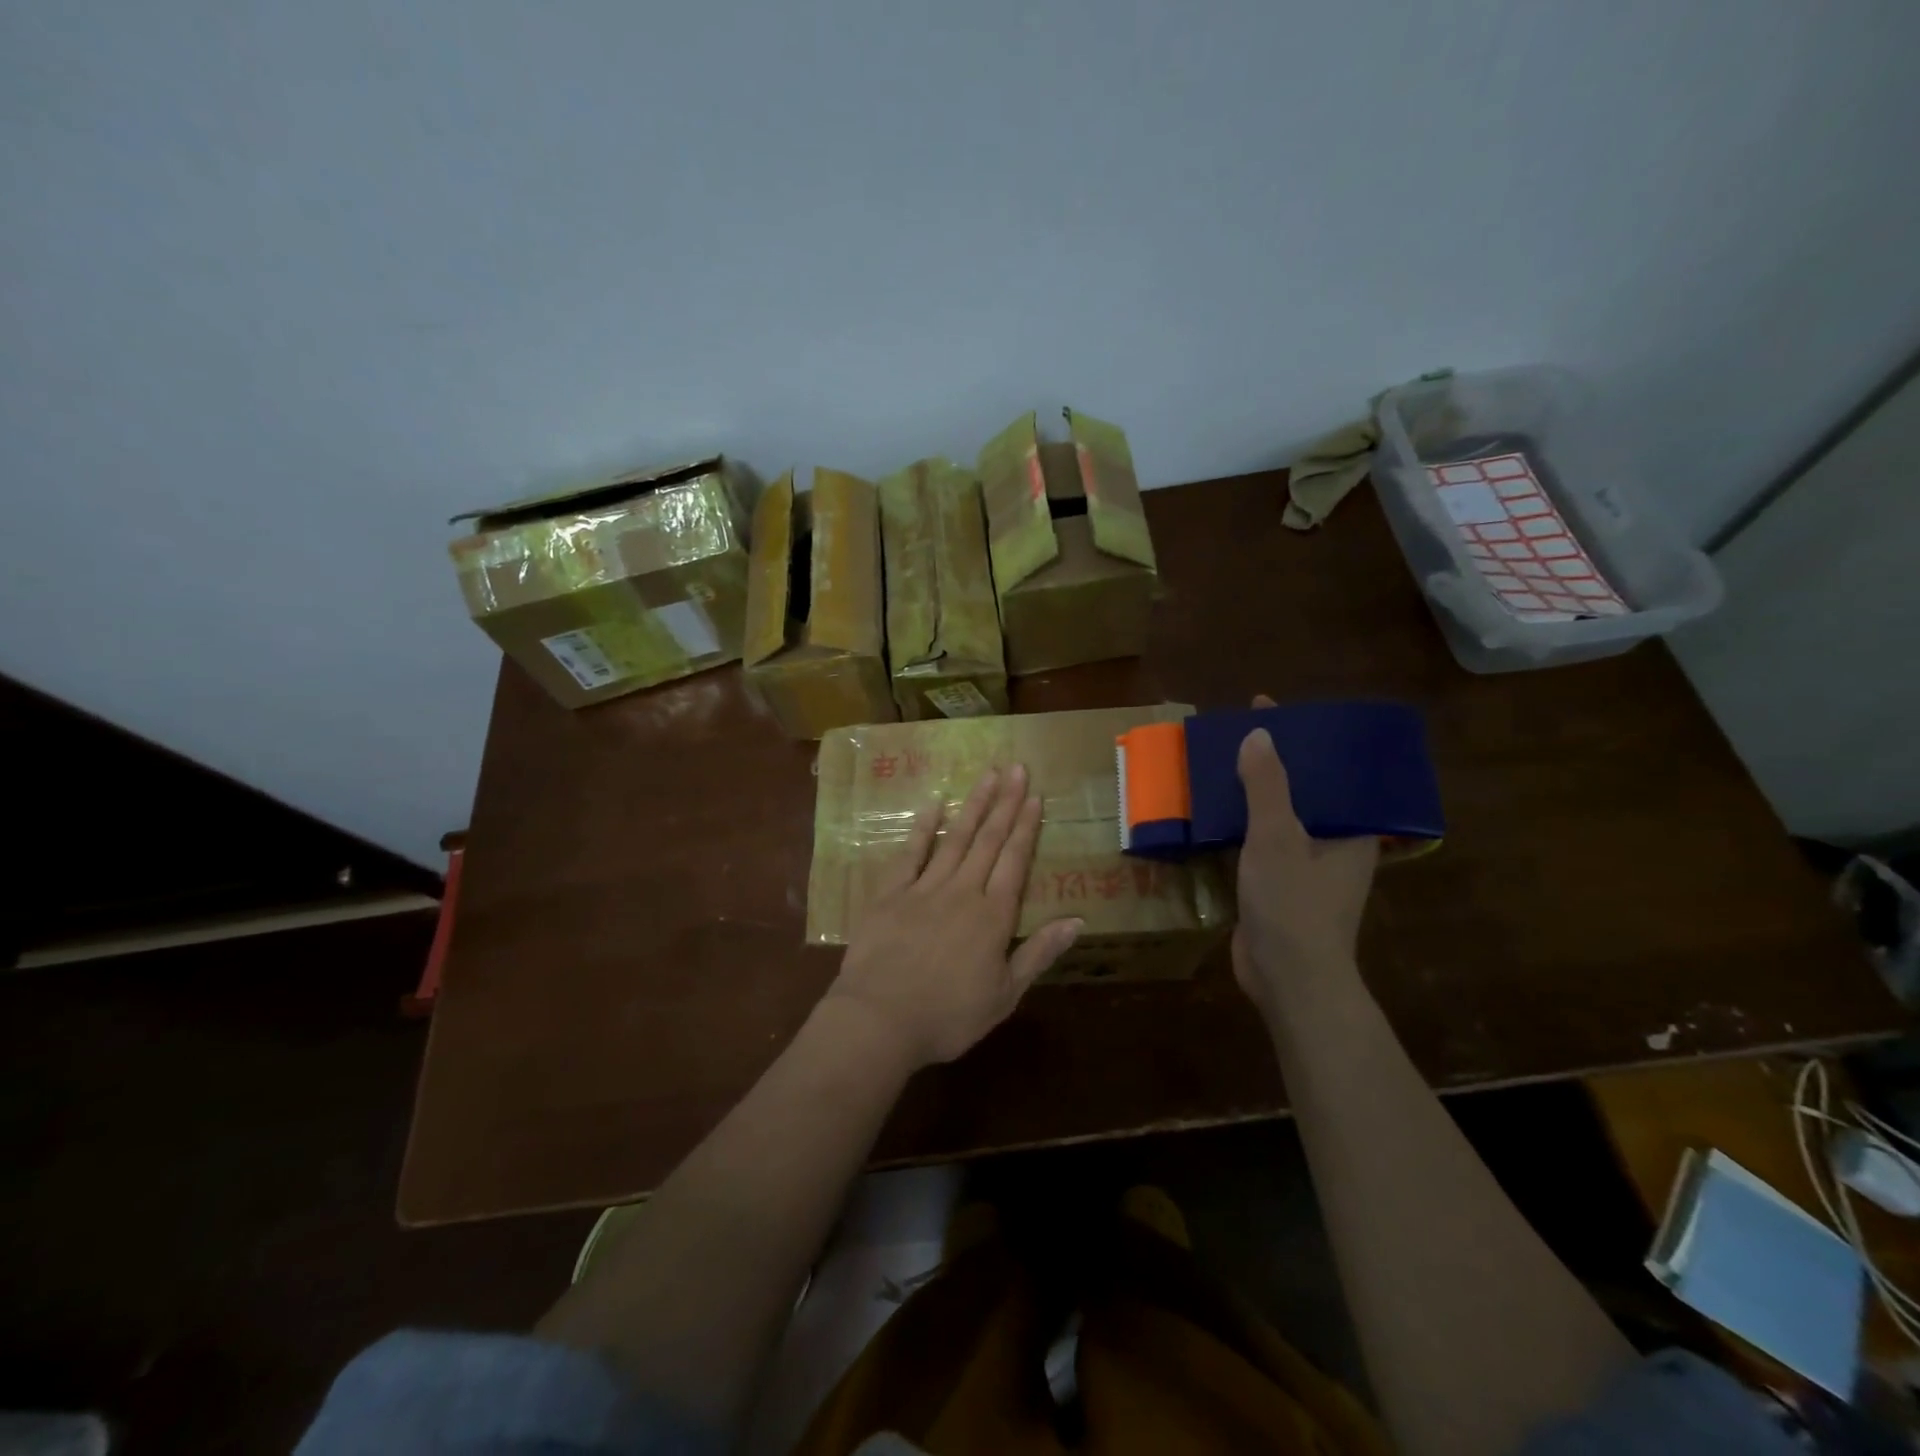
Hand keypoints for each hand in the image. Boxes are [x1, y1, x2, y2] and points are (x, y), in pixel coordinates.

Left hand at [825, 765, 1082, 1068]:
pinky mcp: (891, 893)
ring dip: (973, 805)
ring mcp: (924, 888)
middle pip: (988, 840)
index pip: (1015, 861)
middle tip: (1017, 768)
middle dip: (1005, 803)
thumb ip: (1039, 953)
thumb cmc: (948, 1016)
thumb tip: (1077, 920)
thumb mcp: (1005, 995)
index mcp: (992, 916)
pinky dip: (923, 827)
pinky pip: (911, 853)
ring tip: (988, 775)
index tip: (1035, 796)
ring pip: (955, 838)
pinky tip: (933, 803)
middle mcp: (962, 891)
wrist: (880, 1019)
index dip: (1026, 827)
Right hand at [1232, 695, 1378, 1015]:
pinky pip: (1258, 845)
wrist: (1288, 981)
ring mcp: (1305, 870)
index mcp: (1351, 831)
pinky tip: (1211, 813)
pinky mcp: (1277, 889)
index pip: (1330, 770)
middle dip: (1272, 763)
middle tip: (1237, 734)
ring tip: (1218, 765)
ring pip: (1277, 819)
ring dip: (1250, 796)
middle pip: (1302, 792)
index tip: (1271, 710)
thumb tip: (1259, 735)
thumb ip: (1267, 787)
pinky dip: (1238, 827)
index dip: (1303, 738)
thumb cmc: (1294, 906)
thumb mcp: (1278, 838)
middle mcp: (1333, 846)